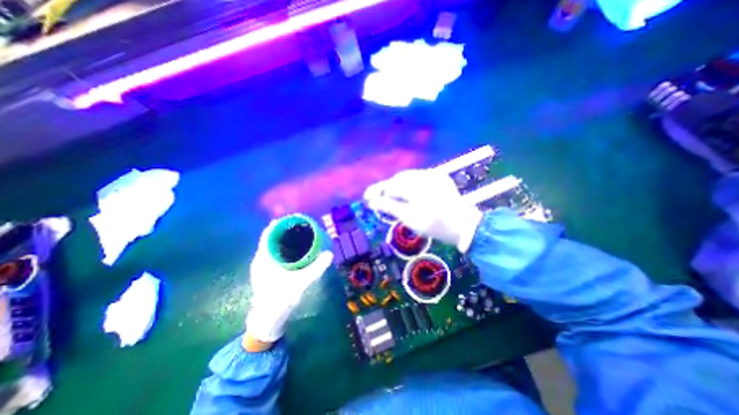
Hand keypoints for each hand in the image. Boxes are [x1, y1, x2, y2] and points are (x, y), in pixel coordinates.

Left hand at [245, 220, 333, 345]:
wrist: (267, 319)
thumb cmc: (280, 300)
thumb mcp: (300, 283)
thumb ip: (315, 269)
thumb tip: (329, 254)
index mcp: (264, 258)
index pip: (268, 234)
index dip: (280, 224)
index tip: (294, 219)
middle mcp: (260, 259)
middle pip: (272, 237)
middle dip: (286, 230)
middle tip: (302, 227)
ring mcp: (262, 265)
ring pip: (273, 245)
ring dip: (284, 239)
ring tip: (300, 235)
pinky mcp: (266, 271)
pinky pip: (274, 253)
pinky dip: (283, 248)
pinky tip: (294, 251)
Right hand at [365, 168, 485, 252]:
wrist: (463, 226)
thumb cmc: (434, 225)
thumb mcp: (409, 218)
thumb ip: (389, 207)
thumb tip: (372, 201)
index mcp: (417, 186)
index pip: (391, 186)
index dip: (378, 192)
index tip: (367, 197)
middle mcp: (425, 175)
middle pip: (399, 179)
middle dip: (388, 188)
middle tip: (380, 198)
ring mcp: (434, 175)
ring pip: (408, 176)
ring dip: (398, 185)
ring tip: (392, 196)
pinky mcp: (440, 177)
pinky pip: (419, 177)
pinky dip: (409, 184)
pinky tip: (408, 193)